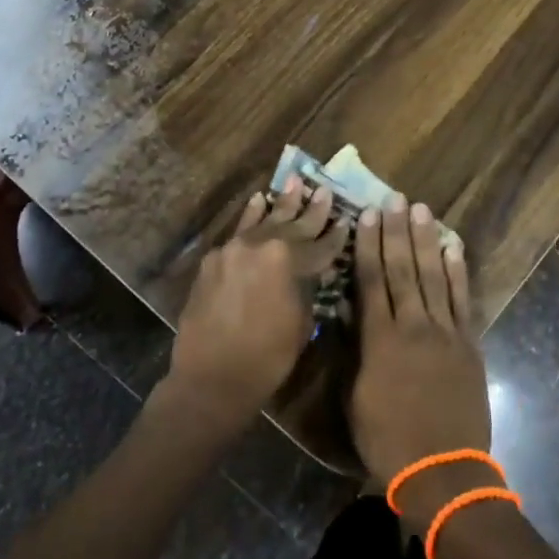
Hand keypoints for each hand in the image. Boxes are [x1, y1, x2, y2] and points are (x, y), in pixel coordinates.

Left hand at [166, 178, 345, 421]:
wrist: (211, 377)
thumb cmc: (267, 358)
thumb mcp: (302, 323)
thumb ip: (308, 288)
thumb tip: (312, 272)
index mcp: (290, 260)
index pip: (322, 245)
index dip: (337, 236)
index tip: (347, 221)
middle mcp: (262, 245)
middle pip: (294, 225)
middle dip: (313, 210)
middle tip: (324, 191)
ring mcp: (235, 248)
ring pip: (265, 220)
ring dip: (282, 203)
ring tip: (295, 181)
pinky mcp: (215, 258)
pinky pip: (239, 231)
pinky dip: (251, 216)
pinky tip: (258, 201)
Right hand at [348, 197, 491, 504]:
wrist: (443, 471)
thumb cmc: (388, 441)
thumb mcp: (356, 398)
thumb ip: (353, 349)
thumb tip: (345, 310)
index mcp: (380, 340)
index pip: (372, 281)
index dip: (369, 246)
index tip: (367, 216)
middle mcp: (413, 326)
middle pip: (403, 270)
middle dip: (397, 232)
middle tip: (394, 199)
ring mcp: (446, 333)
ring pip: (433, 276)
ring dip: (426, 241)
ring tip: (421, 210)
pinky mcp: (469, 344)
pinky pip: (462, 300)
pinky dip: (457, 272)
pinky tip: (452, 247)